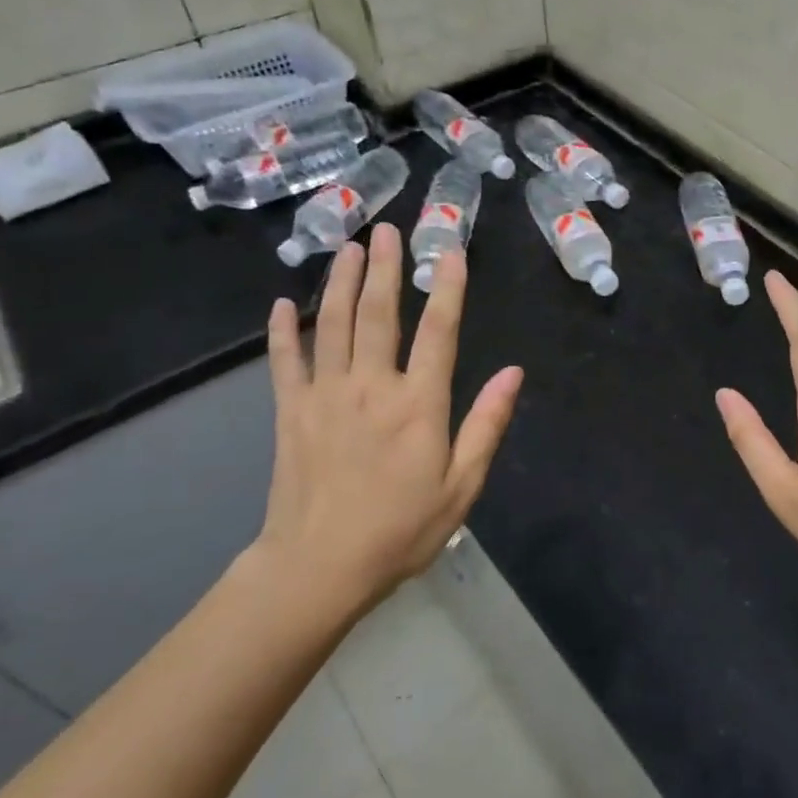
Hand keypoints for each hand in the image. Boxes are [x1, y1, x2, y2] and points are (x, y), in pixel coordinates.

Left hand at [250, 223, 521, 622]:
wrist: (318, 568)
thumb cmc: (401, 530)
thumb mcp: (462, 485)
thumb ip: (487, 424)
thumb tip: (514, 372)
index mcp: (419, 404)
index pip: (440, 332)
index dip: (449, 288)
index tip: (452, 252)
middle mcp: (372, 387)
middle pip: (380, 314)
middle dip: (386, 268)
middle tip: (387, 230)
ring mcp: (326, 395)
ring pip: (334, 325)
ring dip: (342, 283)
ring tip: (348, 247)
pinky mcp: (291, 412)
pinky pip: (285, 361)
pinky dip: (283, 330)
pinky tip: (284, 303)